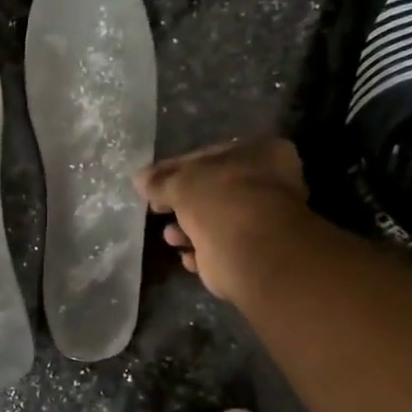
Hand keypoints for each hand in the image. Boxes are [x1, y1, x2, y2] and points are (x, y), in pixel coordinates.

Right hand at [135, 139, 310, 303]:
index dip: (175, 169)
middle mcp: (270, 182)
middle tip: (156, 209)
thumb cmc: (223, 204)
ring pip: (217, 220)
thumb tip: (140, 179)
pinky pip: (222, 247)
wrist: (255, 256)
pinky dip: (203, 252)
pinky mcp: (258, 254)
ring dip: (189, 229)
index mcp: (261, 153)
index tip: (149, 183)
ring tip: (170, 237)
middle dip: (182, 203)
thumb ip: (160, 181)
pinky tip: (188, 257)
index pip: (208, 155)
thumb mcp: (182, 184)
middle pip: (214, 189)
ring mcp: (267, 219)